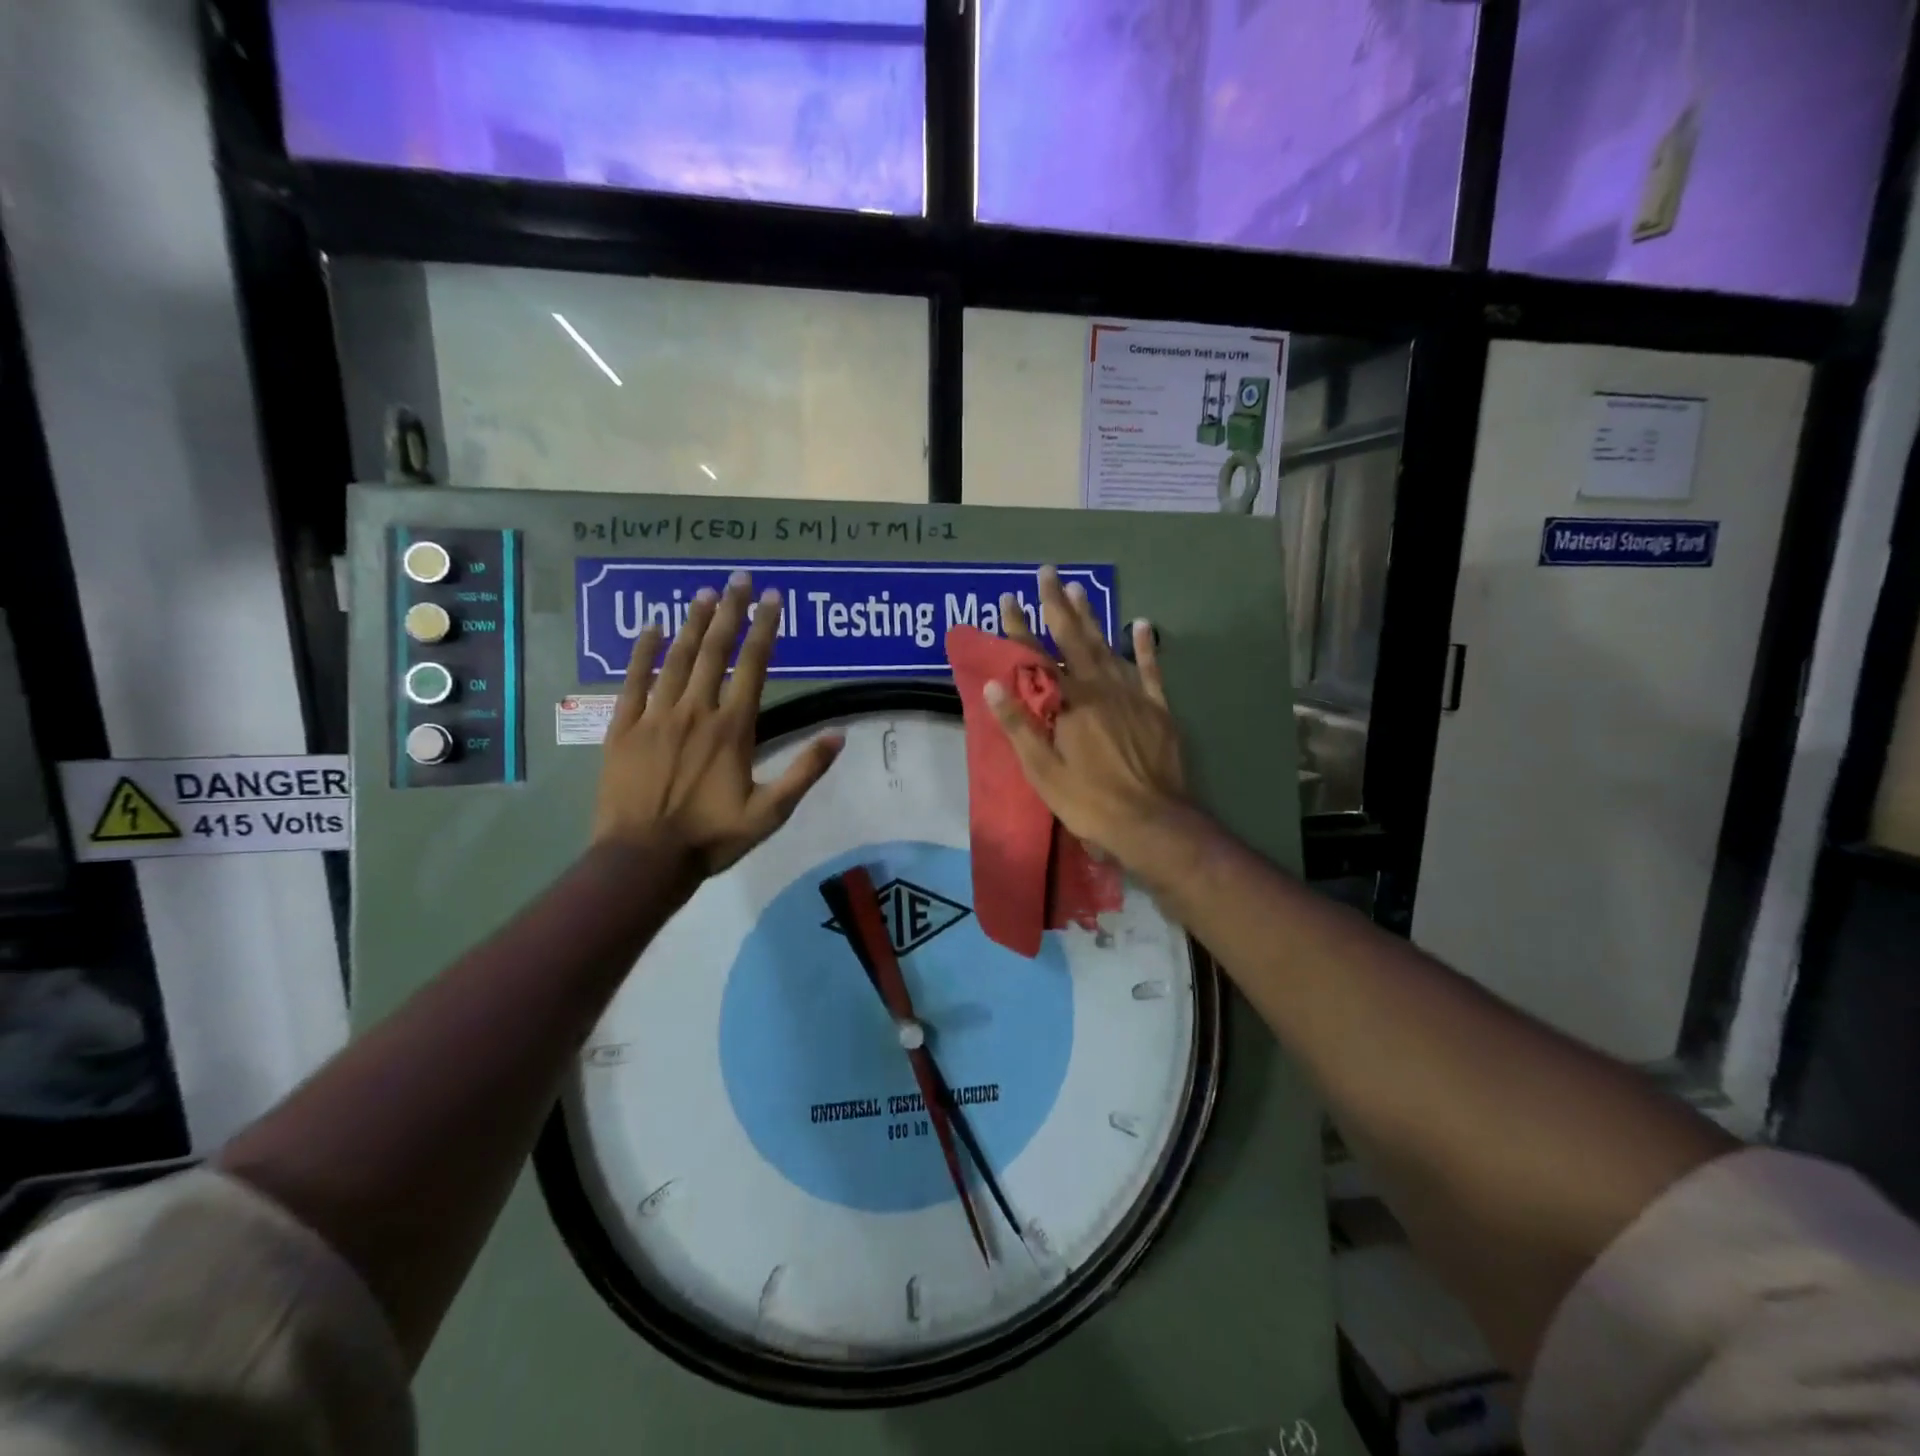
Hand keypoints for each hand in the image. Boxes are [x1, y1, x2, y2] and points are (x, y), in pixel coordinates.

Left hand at [593, 572, 842, 876]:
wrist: (643, 859)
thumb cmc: (711, 837)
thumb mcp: (770, 813)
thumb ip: (805, 772)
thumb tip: (838, 735)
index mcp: (732, 728)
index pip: (753, 666)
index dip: (764, 628)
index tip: (773, 598)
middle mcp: (695, 711)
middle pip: (715, 651)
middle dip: (729, 611)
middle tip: (738, 578)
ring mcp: (656, 716)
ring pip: (677, 659)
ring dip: (693, 624)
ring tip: (703, 593)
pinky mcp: (623, 728)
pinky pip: (633, 681)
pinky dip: (643, 652)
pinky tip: (652, 628)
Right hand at [984, 567, 1187, 872]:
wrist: (1151, 822)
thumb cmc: (1088, 801)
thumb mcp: (1042, 770)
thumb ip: (1019, 725)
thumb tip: (994, 683)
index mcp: (1068, 703)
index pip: (1036, 658)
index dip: (1019, 629)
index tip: (1007, 599)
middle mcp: (1099, 688)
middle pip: (1074, 639)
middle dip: (1057, 605)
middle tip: (1048, 572)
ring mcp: (1132, 695)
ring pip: (1107, 647)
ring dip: (1092, 617)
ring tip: (1079, 588)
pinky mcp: (1157, 709)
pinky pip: (1150, 670)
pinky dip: (1145, 647)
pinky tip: (1141, 625)